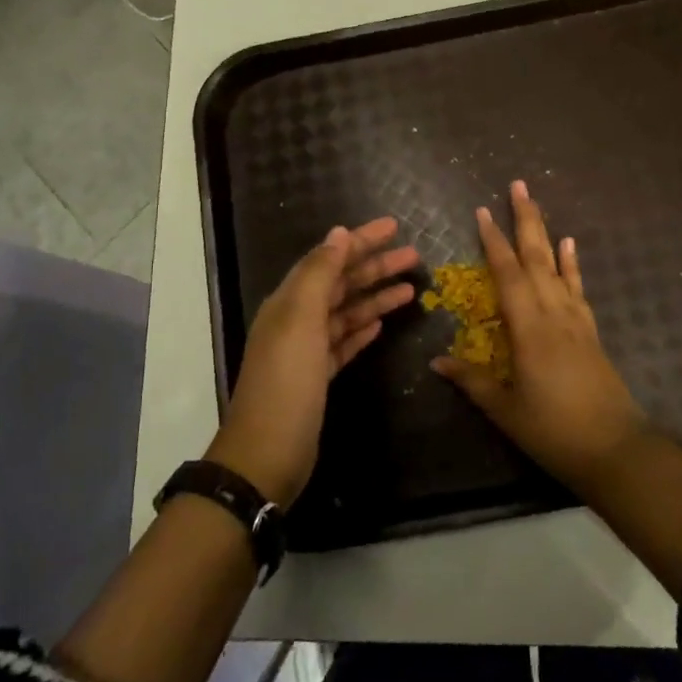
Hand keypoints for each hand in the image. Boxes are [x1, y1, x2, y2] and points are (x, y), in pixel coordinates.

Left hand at [209, 217, 417, 506]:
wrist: (267, 455)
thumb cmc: (286, 382)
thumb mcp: (301, 320)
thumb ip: (319, 274)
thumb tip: (338, 234)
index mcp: (290, 300)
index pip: (330, 258)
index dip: (361, 240)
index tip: (395, 226)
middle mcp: (297, 319)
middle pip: (341, 283)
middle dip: (376, 267)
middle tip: (414, 256)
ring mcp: (307, 350)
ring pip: (346, 312)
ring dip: (375, 297)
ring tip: (410, 289)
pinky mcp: (318, 377)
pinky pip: (343, 342)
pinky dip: (362, 329)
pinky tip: (381, 324)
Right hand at [432, 181, 649, 497]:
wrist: (615, 450)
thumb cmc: (554, 431)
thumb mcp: (505, 410)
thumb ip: (471, 381)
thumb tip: (435, 361)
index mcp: (529, 329)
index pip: (507, 274)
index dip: (493, 241)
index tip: (482, 211)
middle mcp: (553, 314)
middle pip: (537, 257)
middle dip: (525, 219)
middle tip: (518, 185)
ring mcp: (575, 320)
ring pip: (557, 266)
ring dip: (545, 232)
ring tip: (536, 204)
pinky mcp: (590, 331)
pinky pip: (577, 288)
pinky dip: (572, 264)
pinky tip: (570, 245)